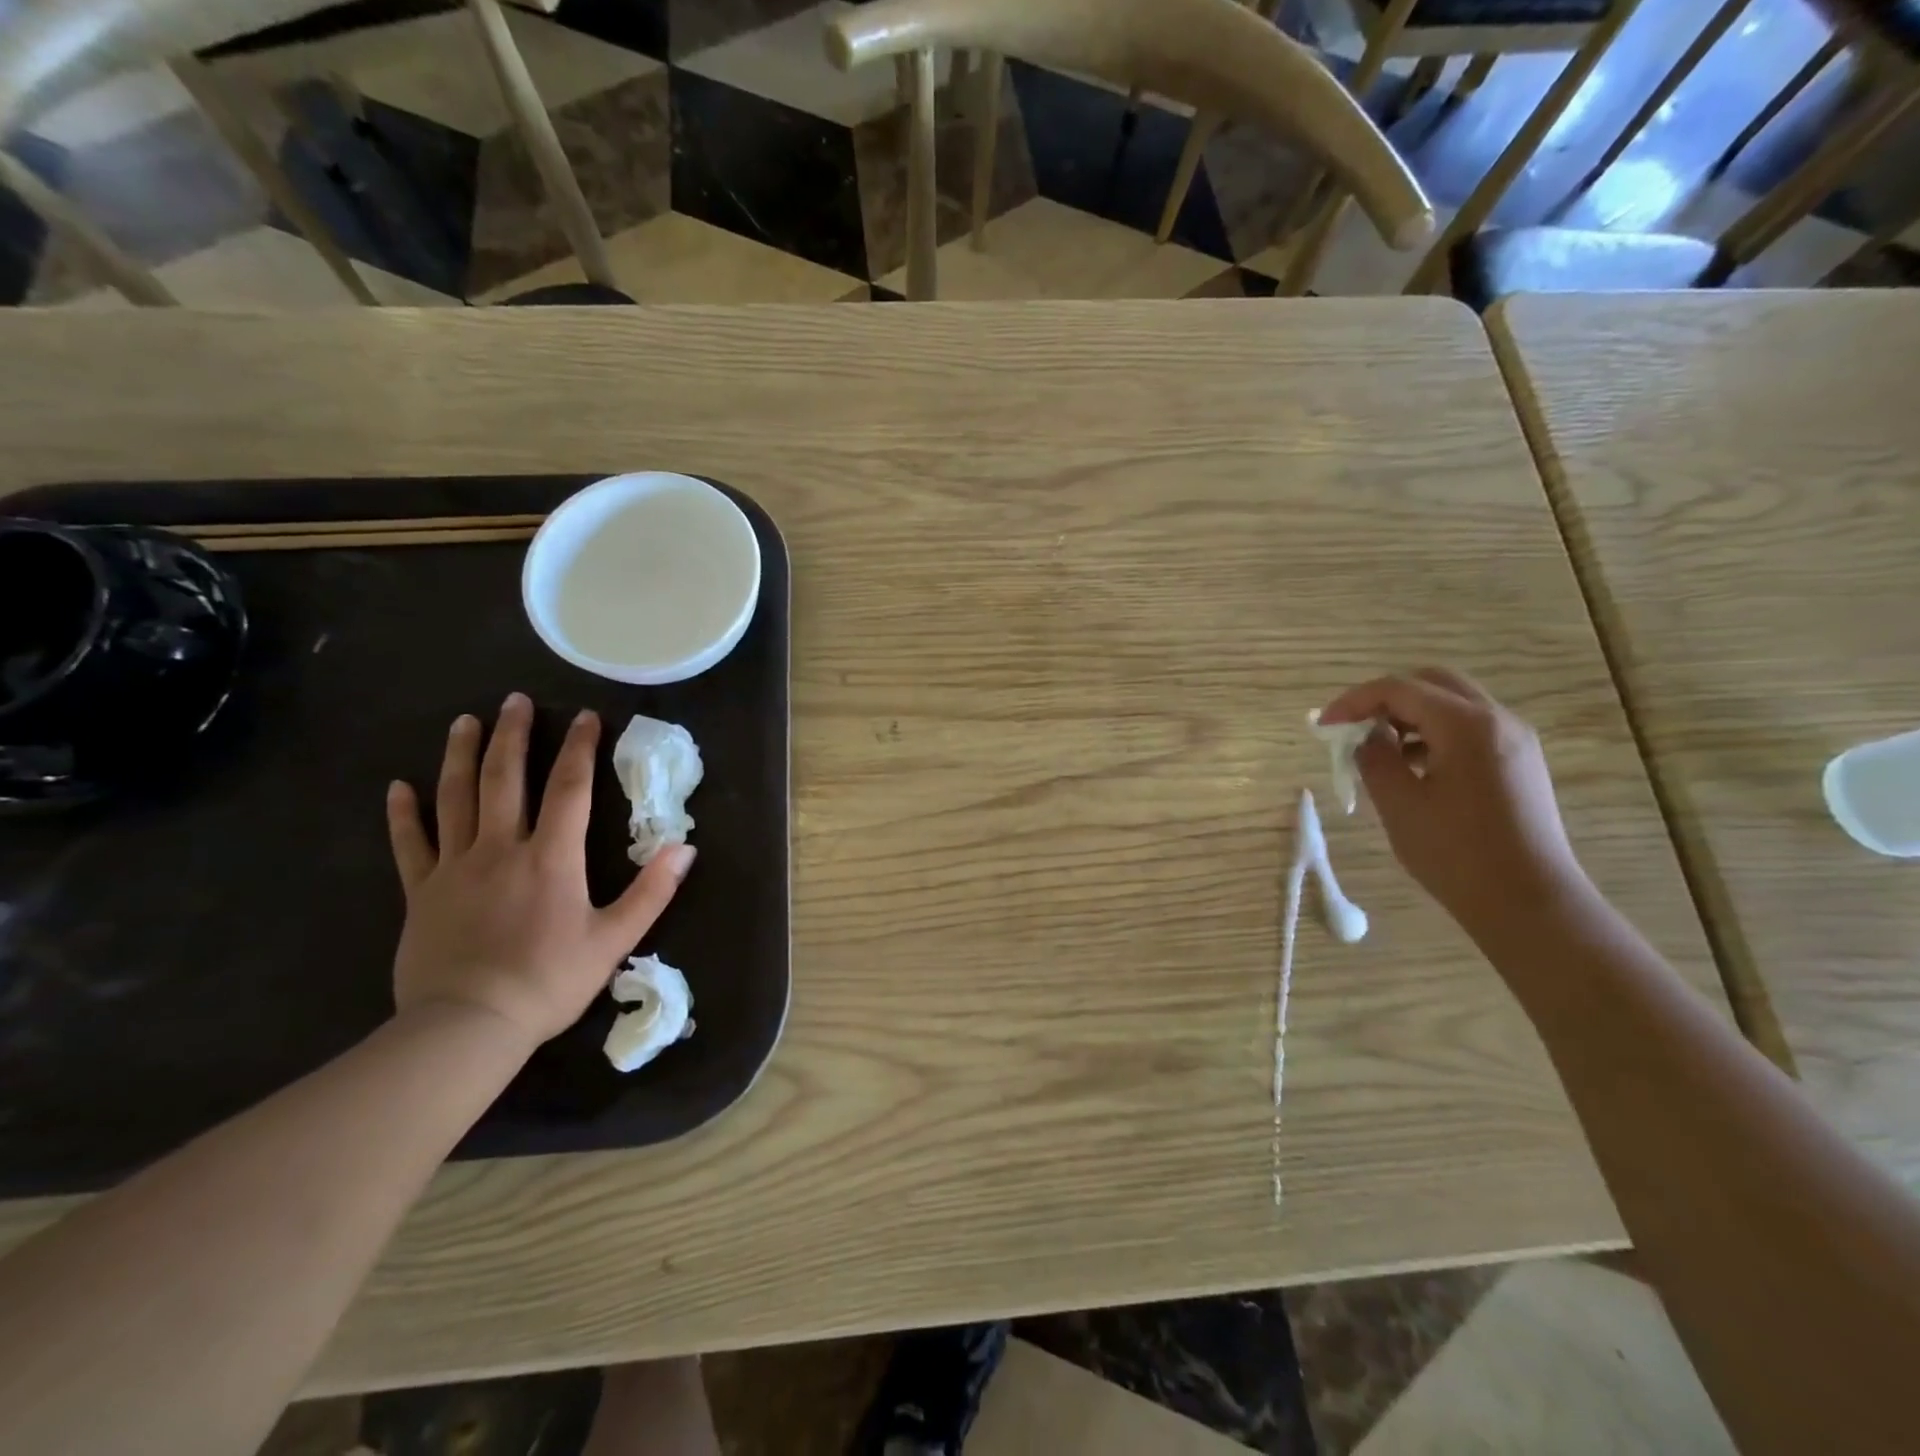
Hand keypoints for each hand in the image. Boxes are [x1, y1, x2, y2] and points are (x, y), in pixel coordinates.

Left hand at [384, 693, 693, 1047]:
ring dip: (461, 757)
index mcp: (551, 857)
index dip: (580, 749)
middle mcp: (500, 849)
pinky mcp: (421, 893)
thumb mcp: (614, 939)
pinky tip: (399, 787)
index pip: (569, 789)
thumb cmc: (549, 980)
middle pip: (506, 780)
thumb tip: (685, 848)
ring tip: (465, 721)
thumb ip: (651, 891)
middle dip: (513, 736)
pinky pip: (410, 845)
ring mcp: (454, 868)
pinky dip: (404, 814)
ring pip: (455, 799)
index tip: (587, 716)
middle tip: (515, 700)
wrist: (468, 1026)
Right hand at [1317, 669, 1587, 934]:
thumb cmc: (1457, 854)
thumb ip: (1374, 758)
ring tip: (1378, 750)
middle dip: (1384, 699)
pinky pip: (1469, 728)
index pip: (1399, 689)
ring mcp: (1515, 739)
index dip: (1353, 701)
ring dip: (1410, 715)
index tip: (1323, 727)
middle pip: (1431, 683)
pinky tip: (1412, 767)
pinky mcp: (1519, 762)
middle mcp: (1497, 719)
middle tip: (1352, 728)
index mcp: (1466, 725)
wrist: (1530, 903)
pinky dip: (1434, 732)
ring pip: (1452, 703)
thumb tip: (1365, 738)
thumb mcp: (1399, 804)